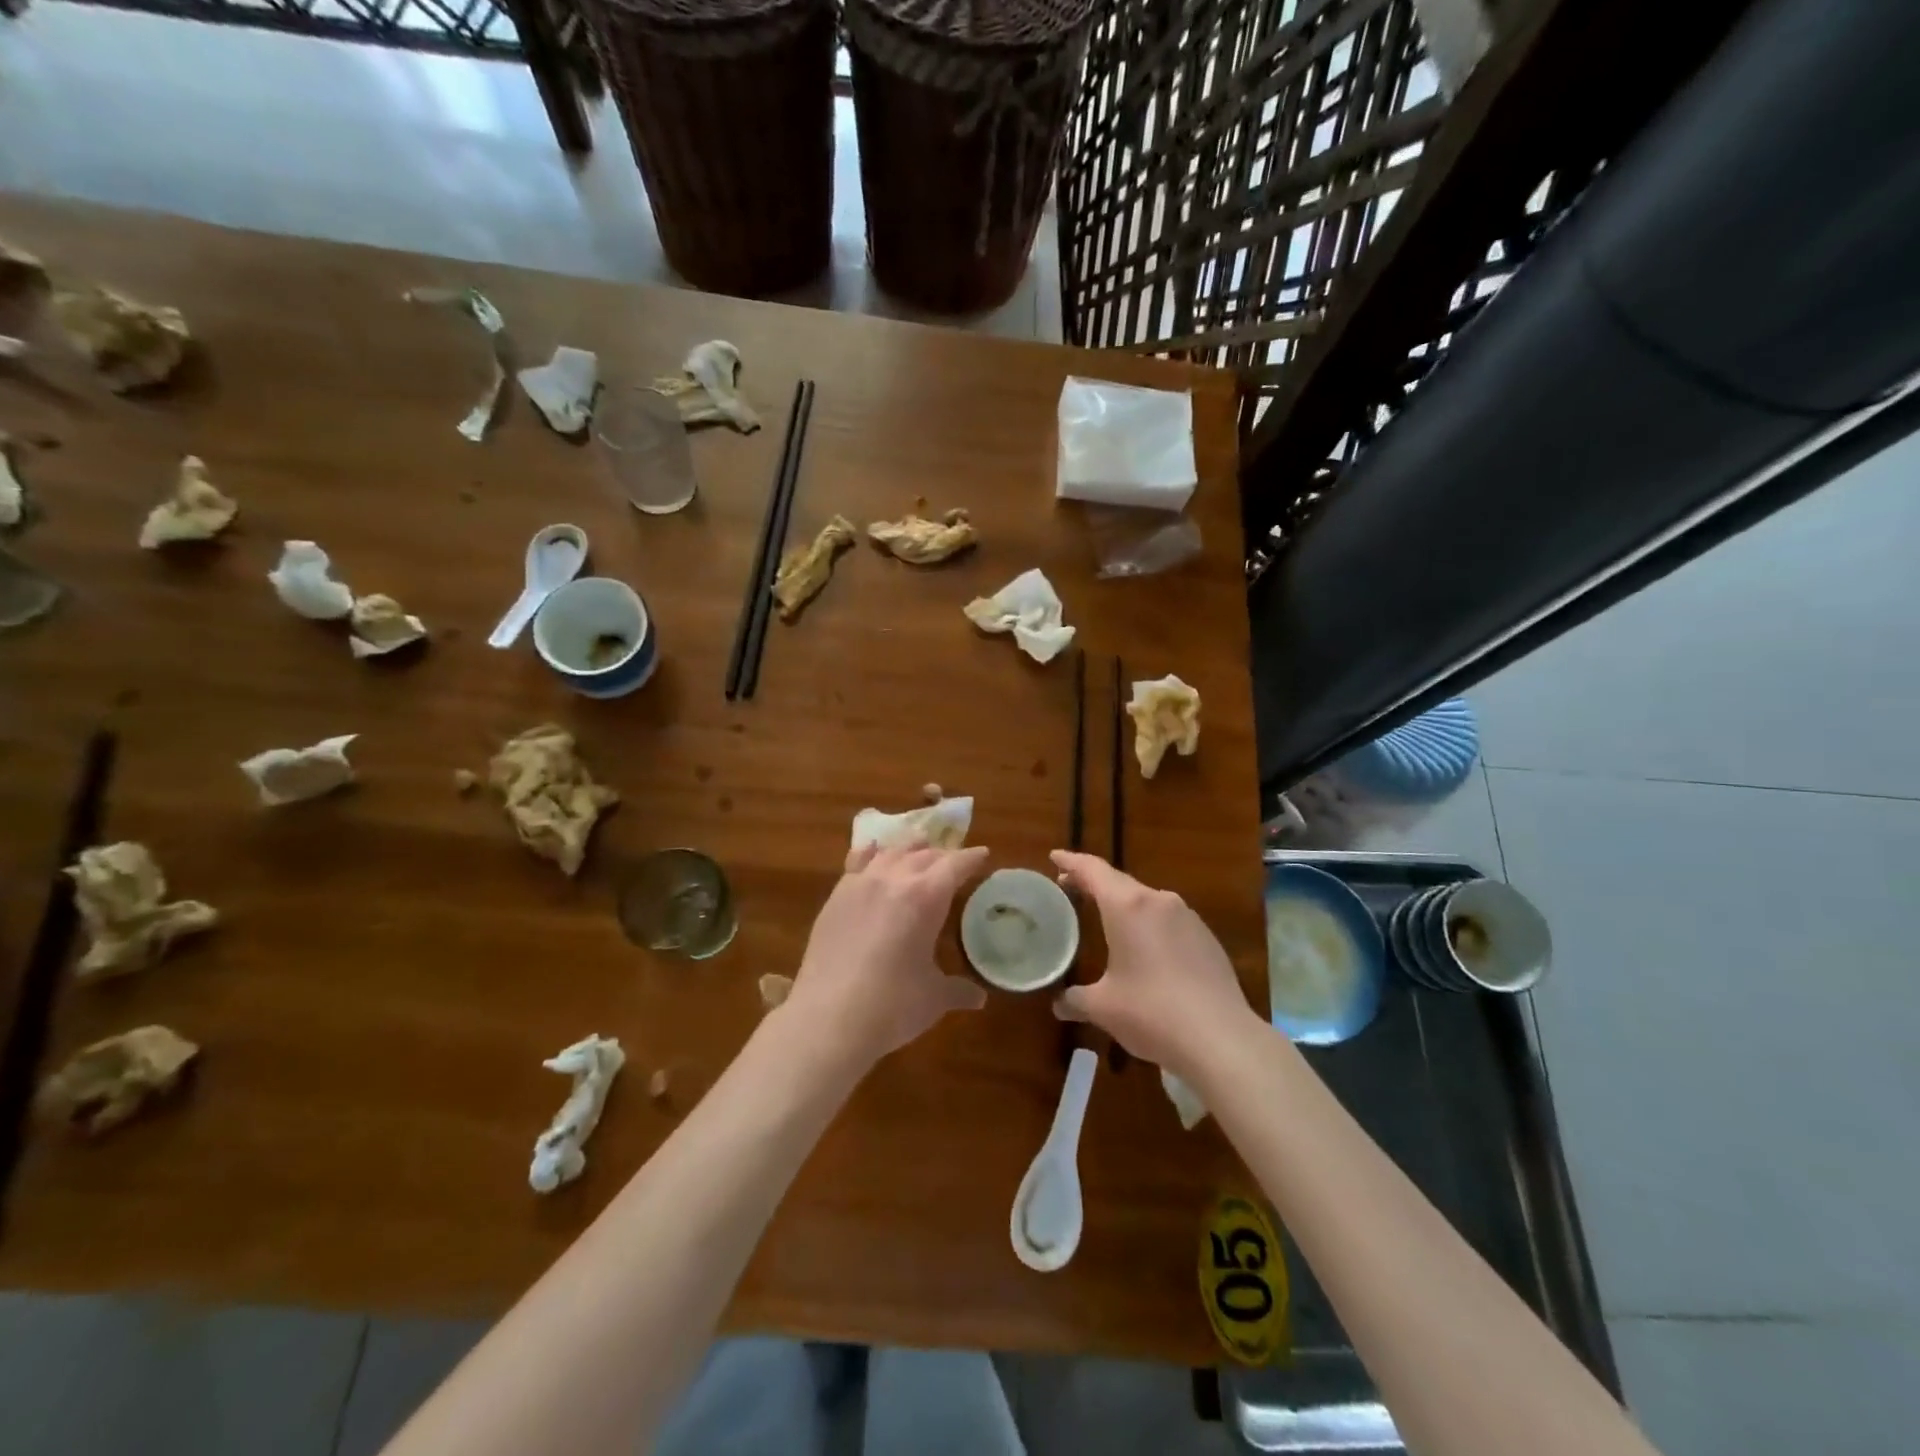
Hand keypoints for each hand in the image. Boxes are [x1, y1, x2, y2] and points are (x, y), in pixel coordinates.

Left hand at [781, 842, 988, 1071]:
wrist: (829, 1018)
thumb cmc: (892, 1006)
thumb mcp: (933, 998)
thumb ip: (957, 990)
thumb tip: (978, 998)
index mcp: (927, 897)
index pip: (955, 865)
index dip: (971, 858)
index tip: (983, 855)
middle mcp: (894, 879)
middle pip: (924, 855)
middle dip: (943, 855)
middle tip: (954, 862)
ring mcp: (861, 884)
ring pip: (891, 853)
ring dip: (909, 849)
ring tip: (919, 849)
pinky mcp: (836, 897)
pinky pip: (856, 862)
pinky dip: (870, 853)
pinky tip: (871, 851)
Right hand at [1050, 850, 1257, 1081]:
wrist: (1222, 1039)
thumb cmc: (1152, 1013)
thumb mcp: (1103, 1007)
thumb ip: (1076, 999)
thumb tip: (1059, 1004)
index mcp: (1127, 906)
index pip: (1093, 870)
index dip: (1071, 861)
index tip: (1055, 856)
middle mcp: (1159, 901)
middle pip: (1119, 882)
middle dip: (1093, 884)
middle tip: (1070, 889)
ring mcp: (1188, 917)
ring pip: (1146, 901)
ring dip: (1123, 905)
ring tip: (1106, 919)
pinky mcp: (1207, 938)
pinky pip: (1168, 921)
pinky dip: (1148, 925)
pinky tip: (1145, 949)